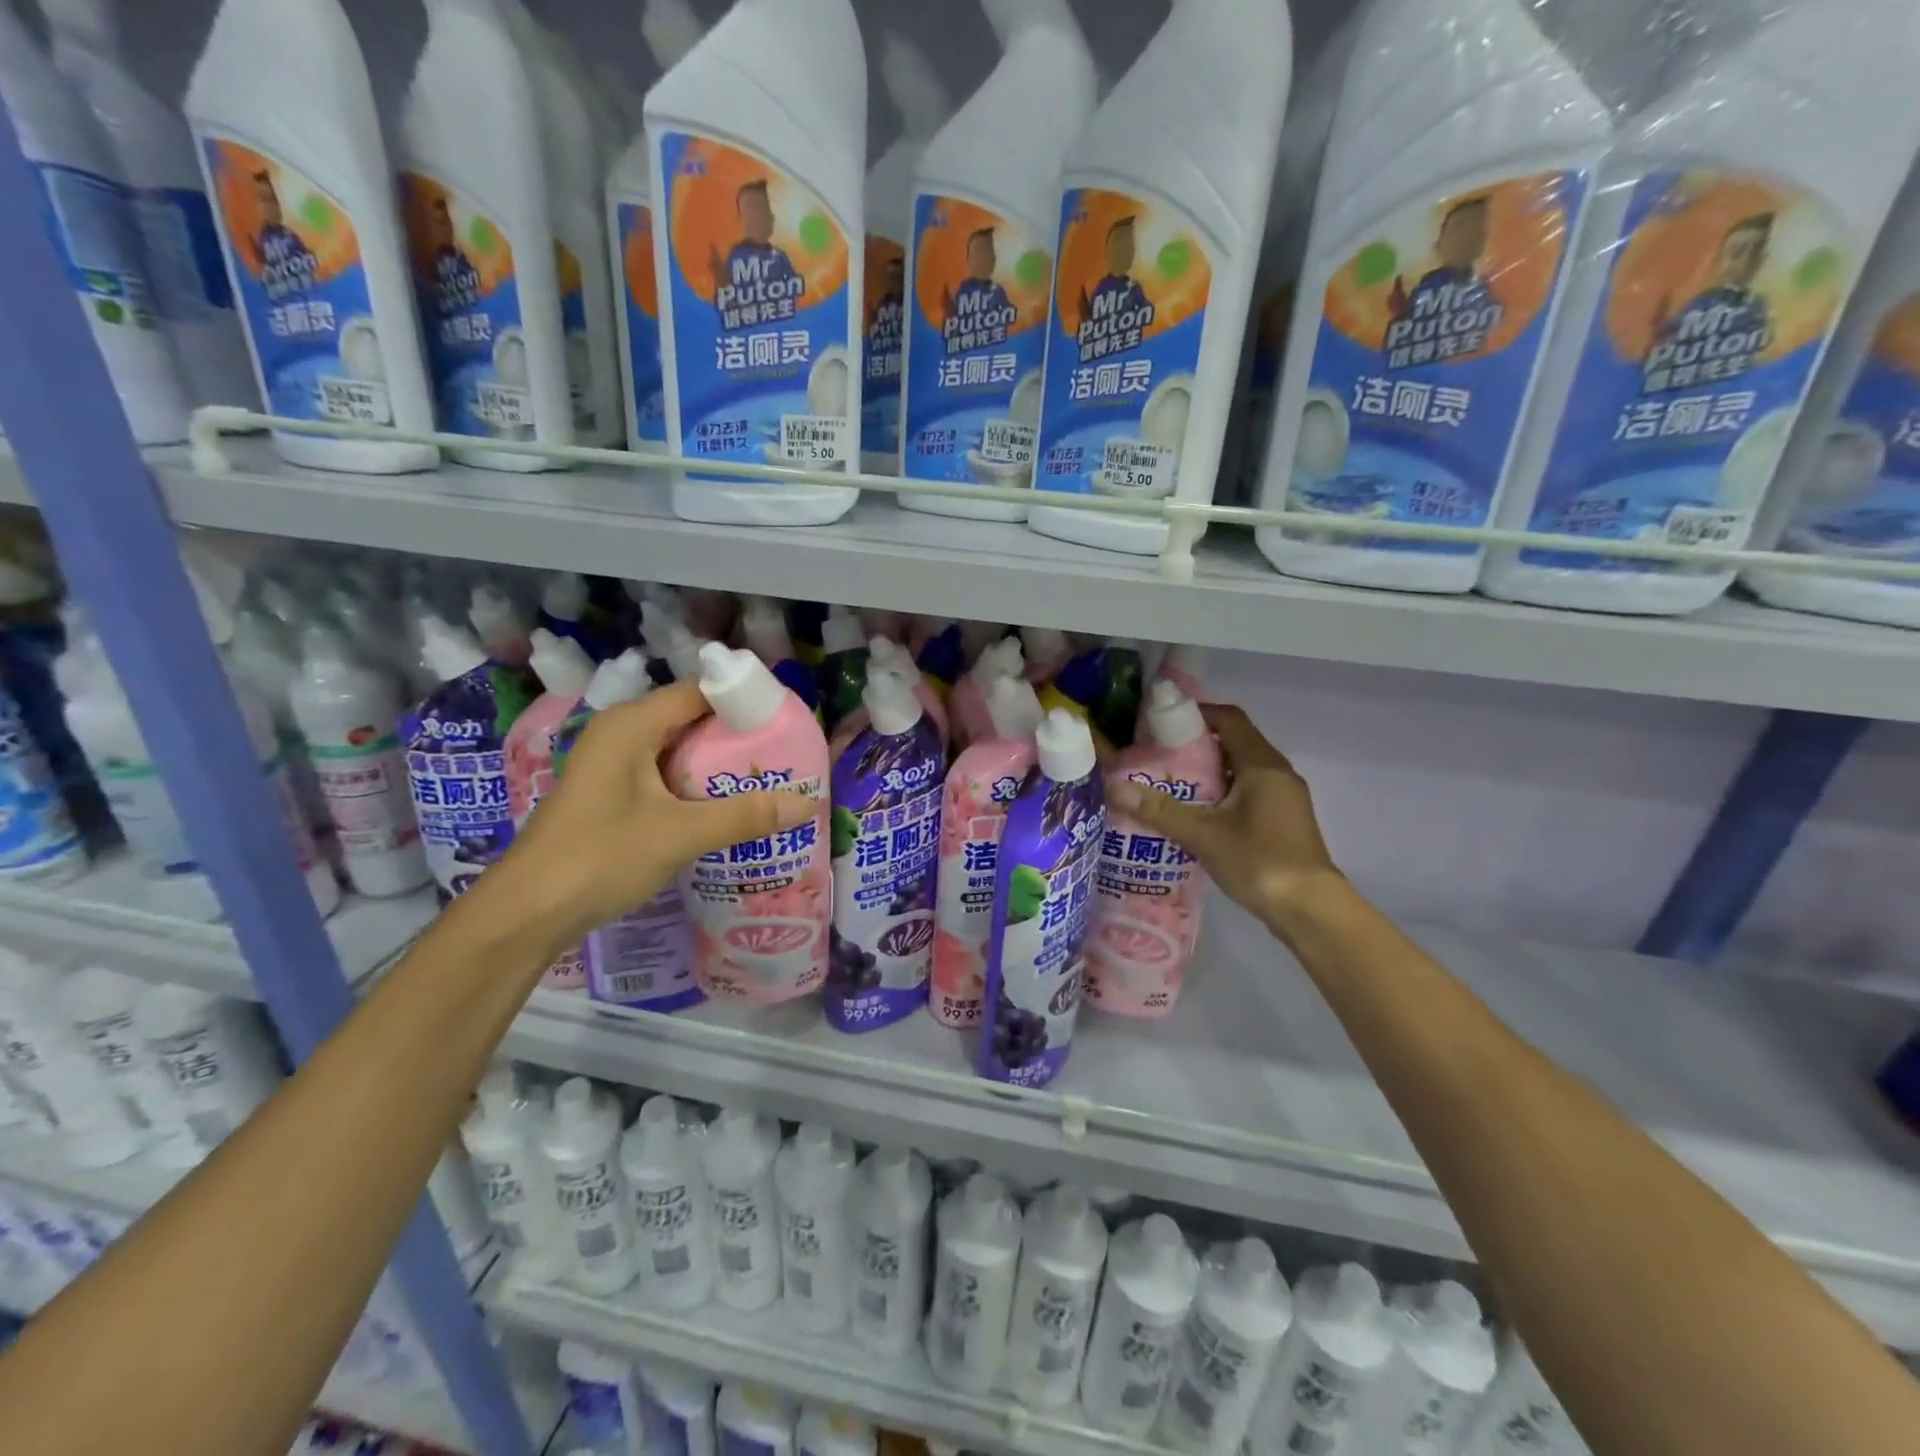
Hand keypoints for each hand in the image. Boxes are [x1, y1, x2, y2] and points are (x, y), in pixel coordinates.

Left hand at [488, 683, 814, 944]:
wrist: (526, 914)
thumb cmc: (600, 858)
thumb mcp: (680, 834)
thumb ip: (745, 816)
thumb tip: (808, 803)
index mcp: (632, 724)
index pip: (700, 691)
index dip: (745, 700)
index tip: (788, 720)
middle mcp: (621, 733)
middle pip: (692, 719)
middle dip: (738, 736)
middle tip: (787, 754)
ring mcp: (613, 765)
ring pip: (679, 750)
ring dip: (719, 764)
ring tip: (768, 779)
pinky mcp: (612, 794)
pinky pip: (665, 775)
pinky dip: (697, 785)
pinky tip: (726, 807)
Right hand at [1105, 704, 1343, 935]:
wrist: (1310, 911)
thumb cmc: (1260, 862)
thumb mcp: (1204, 835)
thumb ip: (1159, 810)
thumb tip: (1113, 787)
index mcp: (1262, 765)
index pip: (1229, 719)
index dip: (1197, 713)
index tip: (1161, 721)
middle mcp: (1277, 773)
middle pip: (1233, 742)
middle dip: (1194, 744)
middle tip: (1155, 753)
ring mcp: (1282, 797)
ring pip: (1239, 769)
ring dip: (1206, 771)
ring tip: (1166, 781)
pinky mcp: (1281, 819)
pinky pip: (1246, 791)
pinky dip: (1219, 792)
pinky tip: (1193, 812)